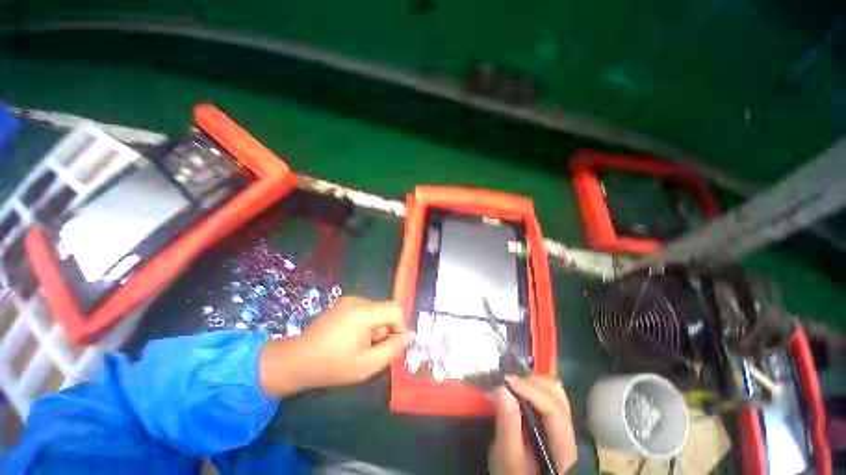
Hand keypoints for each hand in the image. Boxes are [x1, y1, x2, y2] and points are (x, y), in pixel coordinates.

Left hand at [259, 296, 413, 397]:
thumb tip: (410, 336)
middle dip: (385, 329)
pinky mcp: (341, 304)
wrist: (296, 361)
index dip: (400, 327)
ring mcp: (348, 300)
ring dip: (375, 327)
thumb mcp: (367, 364)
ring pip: (375, 310)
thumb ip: (393, 349)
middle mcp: (357, 300)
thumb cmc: (333, 366)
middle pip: (385, 309)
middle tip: (372, 349)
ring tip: (360, 345)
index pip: (396, 309)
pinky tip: (351, 337)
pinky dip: (366, 323)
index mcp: (364, 312)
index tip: (393, 344)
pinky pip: (364, 310)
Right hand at [489, 376, 577, 473]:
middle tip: (505, 383)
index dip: (529, 390)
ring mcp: (559, 425)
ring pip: (552, 391)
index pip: (554, 409)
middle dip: (530, 383)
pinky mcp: (549, 422)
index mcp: (562, 446)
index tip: (505, 381)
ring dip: (530, 383)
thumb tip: (501, 389)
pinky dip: (529, 387)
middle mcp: (566, 431)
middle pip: (557, 395)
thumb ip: (508, 426)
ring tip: (509, 385)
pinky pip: (544, 395)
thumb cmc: (514, 474)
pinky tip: (515, 391)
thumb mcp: (508, 458)